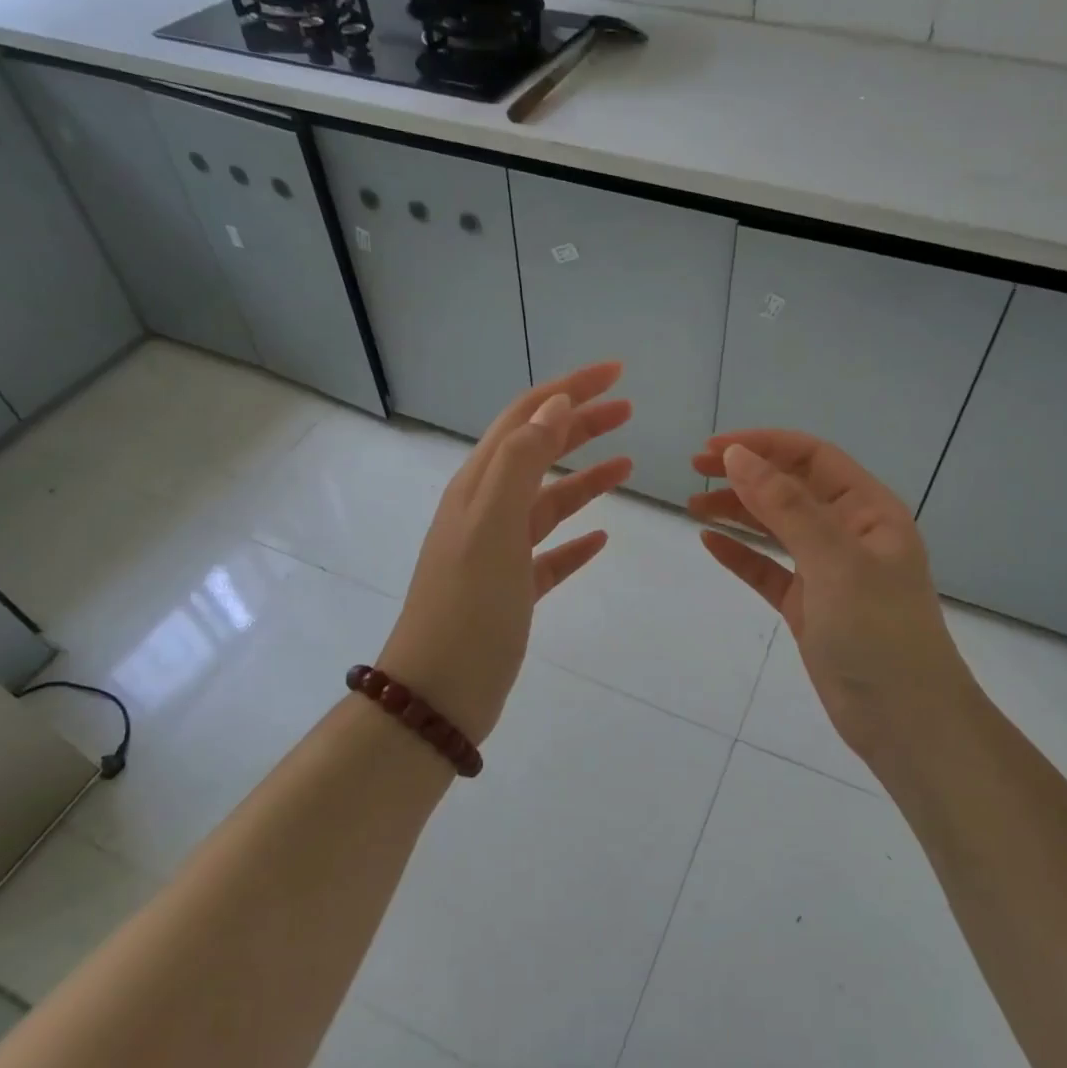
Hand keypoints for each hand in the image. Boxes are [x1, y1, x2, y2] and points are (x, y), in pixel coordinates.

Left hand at [379, 363, 632, 742]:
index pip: (526, 417)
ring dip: (584, 478)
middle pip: (537, 452)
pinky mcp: (511, 590)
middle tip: (628, 408)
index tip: (616, 373)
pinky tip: (601, 540)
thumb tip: (555, 405)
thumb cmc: (468, 607)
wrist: (438, 693)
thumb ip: (521, 461)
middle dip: (580, 424)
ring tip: (626, 464)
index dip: (569, 389)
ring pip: (547, 501)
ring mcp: (497, 552)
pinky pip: (549, 553)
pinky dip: (575, 540)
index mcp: (478, 486)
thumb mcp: (493, 525)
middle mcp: (485, 510)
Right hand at [689, 432, 978, 759]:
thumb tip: (739, 456)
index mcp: (869, 511)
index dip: (763, 445)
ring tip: (693, 504)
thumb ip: (786, 507)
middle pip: (791, 488)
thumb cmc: (878, 633)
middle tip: (695, 470)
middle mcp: (849, 534)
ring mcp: (828, 572)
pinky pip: (769, 570)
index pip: (812, 458)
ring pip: (776, 528)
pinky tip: (710, 543)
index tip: (713, 448)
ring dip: (737, 511)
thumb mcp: (834, 561)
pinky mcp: (809, 607)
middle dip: (745, 473)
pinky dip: (740, 555)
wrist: (905, 722)